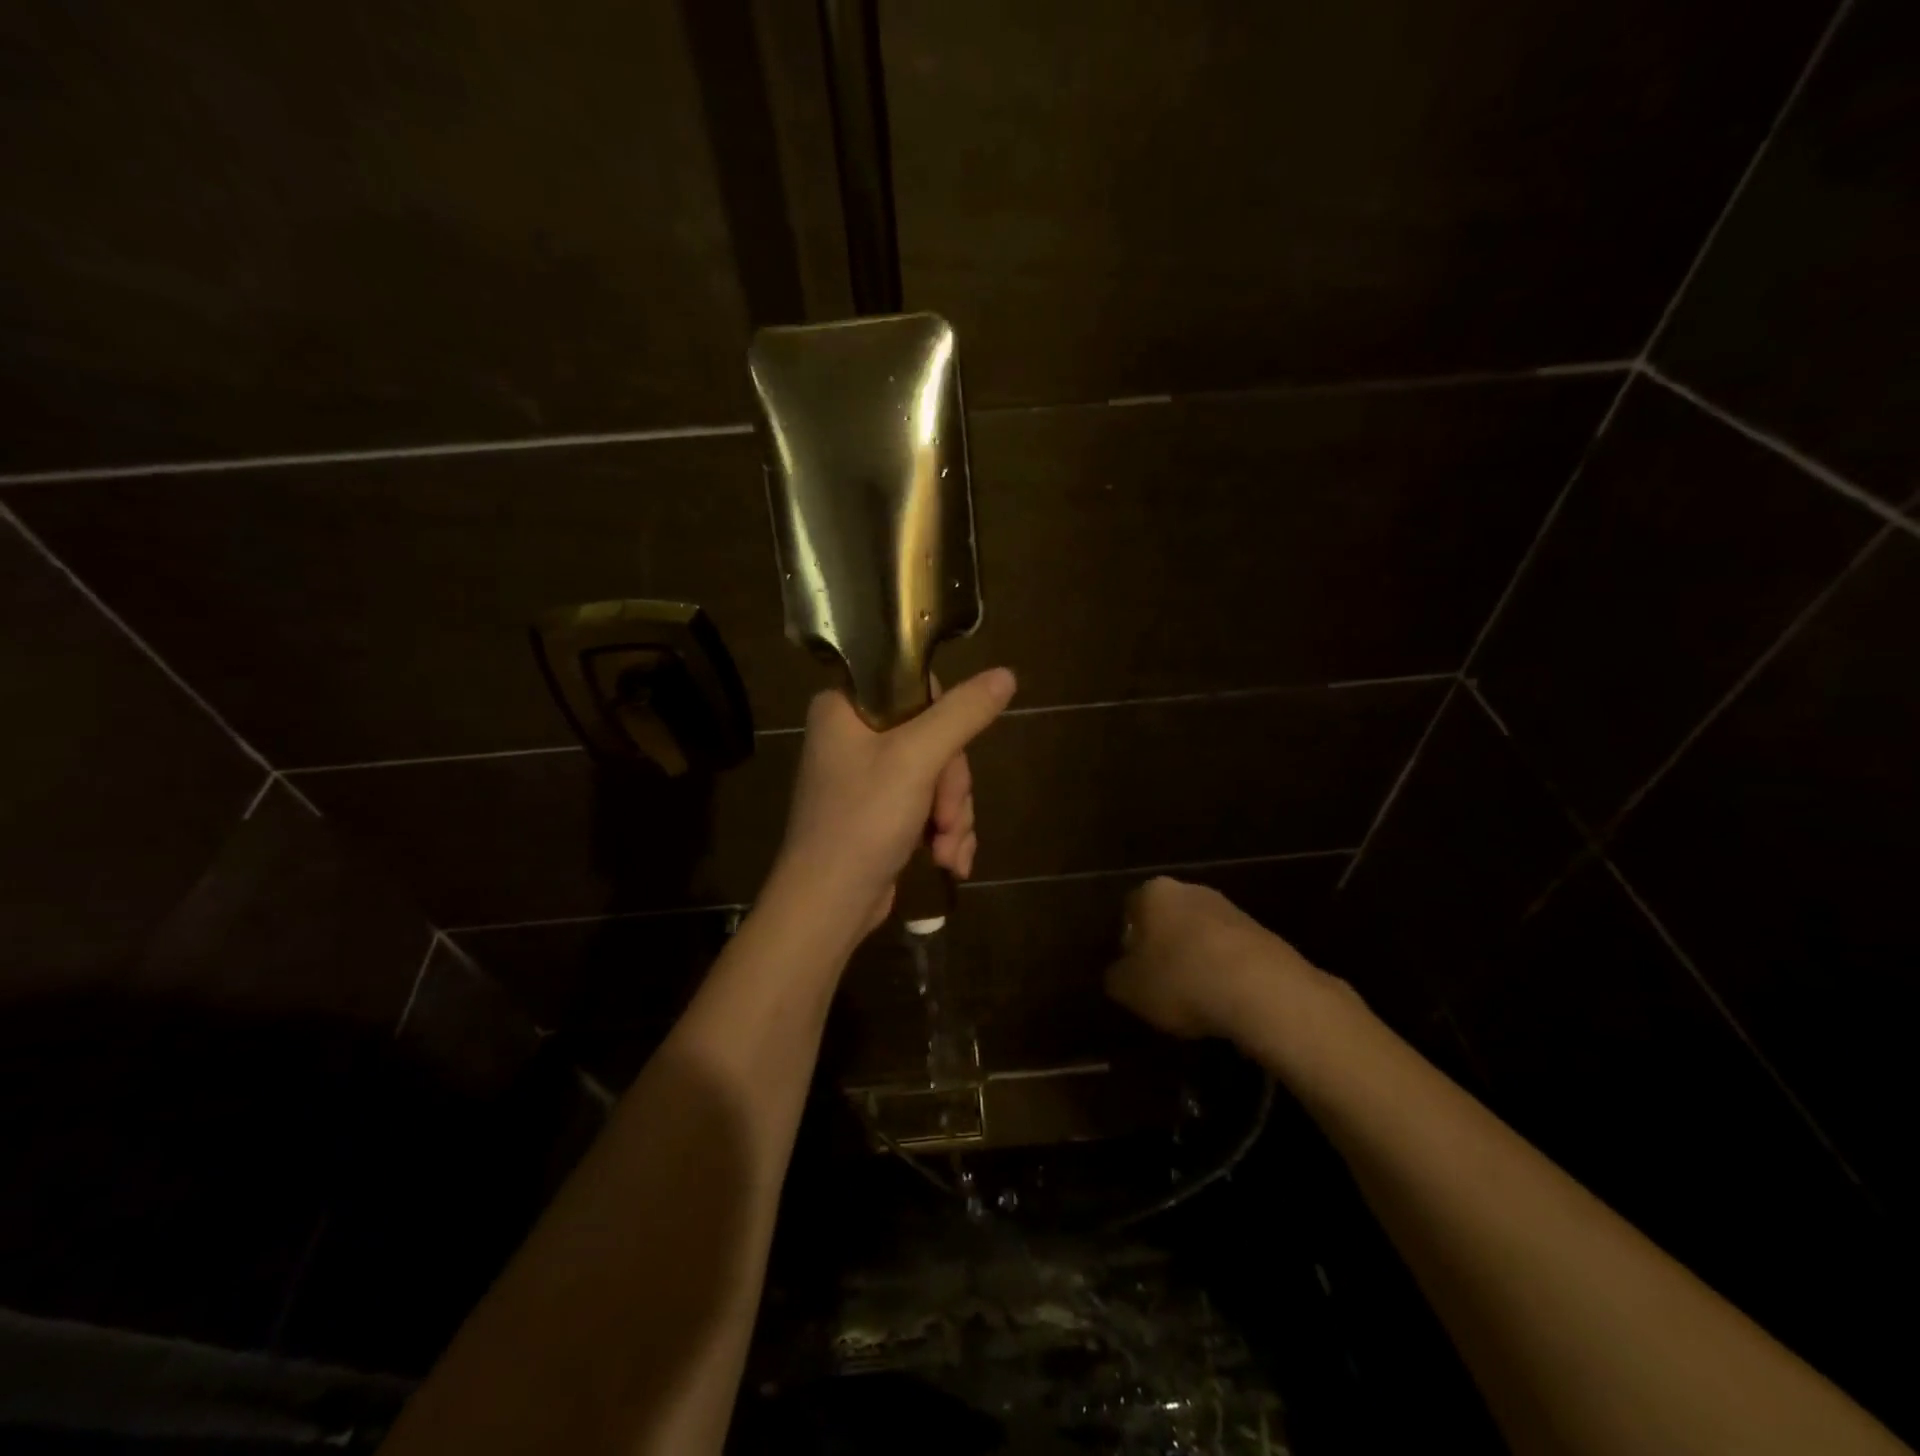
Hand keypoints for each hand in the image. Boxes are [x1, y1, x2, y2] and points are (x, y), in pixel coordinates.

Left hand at [773, 667, 1016, 931]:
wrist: (828, 906)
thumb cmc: (863, 822)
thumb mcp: (917, 760)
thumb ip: (963, 714)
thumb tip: (1007, 674)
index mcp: (845, 707)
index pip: (915, 684)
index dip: (945, 719)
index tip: (946, 754)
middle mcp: (853, 735)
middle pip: (935, 736)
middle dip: (951, 787)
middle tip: (947, 819)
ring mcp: (867, 777)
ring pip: (939, 775)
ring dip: (953, 816)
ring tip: (946, 852)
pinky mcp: (881, 812)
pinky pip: (929, 804)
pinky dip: (944, 832)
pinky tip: (949, 862)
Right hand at [1105, 877, 1316, 1039]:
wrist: (1262, 991)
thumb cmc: (1181, 979)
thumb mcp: (1128, 988)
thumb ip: (1116, 976)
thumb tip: (1120, 972)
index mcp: (1154, 893)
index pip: (1131, 908)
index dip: (1128, 940)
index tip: (1132, 970)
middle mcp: (1192, 890)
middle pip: (1168, 918)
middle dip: (1164, 947)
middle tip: (1160, 984)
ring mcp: (1231, 910)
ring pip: (1201, 935)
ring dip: (1196, 960)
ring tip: (1195, 999)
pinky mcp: (1264, 934)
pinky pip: (1231, 954)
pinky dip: (1224, 973)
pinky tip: (1225, 1002)